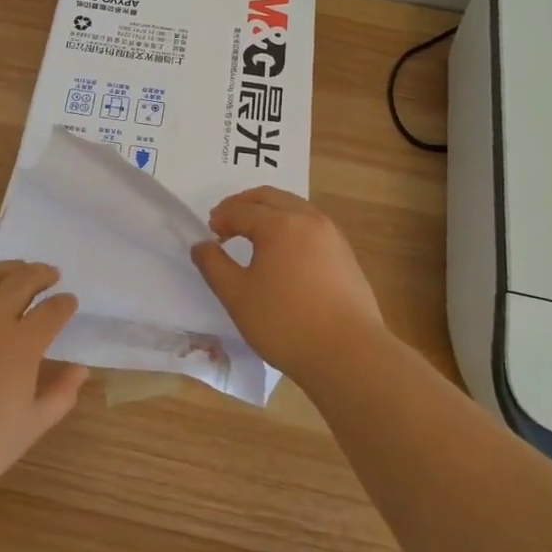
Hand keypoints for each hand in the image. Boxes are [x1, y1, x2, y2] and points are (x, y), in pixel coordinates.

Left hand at [0, 262, 88, 507]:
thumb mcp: (30, 428)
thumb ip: (60, 395)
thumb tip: (80, 369)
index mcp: (22, 344)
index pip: (52, 312)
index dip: (65, 304)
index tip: (70, 301)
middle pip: (22, 281)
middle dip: (41, 274)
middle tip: (50, 274)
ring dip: (8, 270)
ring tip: (17, 270)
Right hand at [191, 187, 384, 387]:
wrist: (349, 354)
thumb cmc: (285, 323)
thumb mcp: (237, 296)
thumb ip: (214, 266)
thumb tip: (201, 245)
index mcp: (279, 224)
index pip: (241, 209)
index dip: (221, 218)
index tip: (210, 234)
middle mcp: (308, 219)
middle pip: (270, 197)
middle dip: (245, 204)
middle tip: (227, 221)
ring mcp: (332, 235)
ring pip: (295, 207)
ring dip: (270, 212)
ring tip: (255, 234)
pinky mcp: (346, 254)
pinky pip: (312, 226)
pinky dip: (292, 226)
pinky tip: (285, 253)